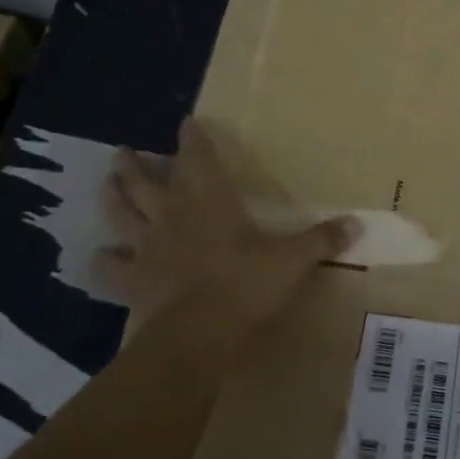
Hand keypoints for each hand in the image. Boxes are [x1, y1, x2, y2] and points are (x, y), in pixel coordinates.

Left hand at [97, 119, 357, 372]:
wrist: (196, 336)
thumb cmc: (246, 286)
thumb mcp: (293, 260)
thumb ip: (322, 240)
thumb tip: (358, 223)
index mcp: (211, 201)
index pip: (199, 158)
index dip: (193, 139)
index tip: (185, 122)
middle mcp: (174, 216)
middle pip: (146, 182)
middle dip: (136, 164)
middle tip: (124, 151)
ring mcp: (147, 247)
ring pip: (122, 213)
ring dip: (113, 196)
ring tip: (106, 181)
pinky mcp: (131, 280)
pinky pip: (109, 266)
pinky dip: (103, 259)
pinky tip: (100, 256)